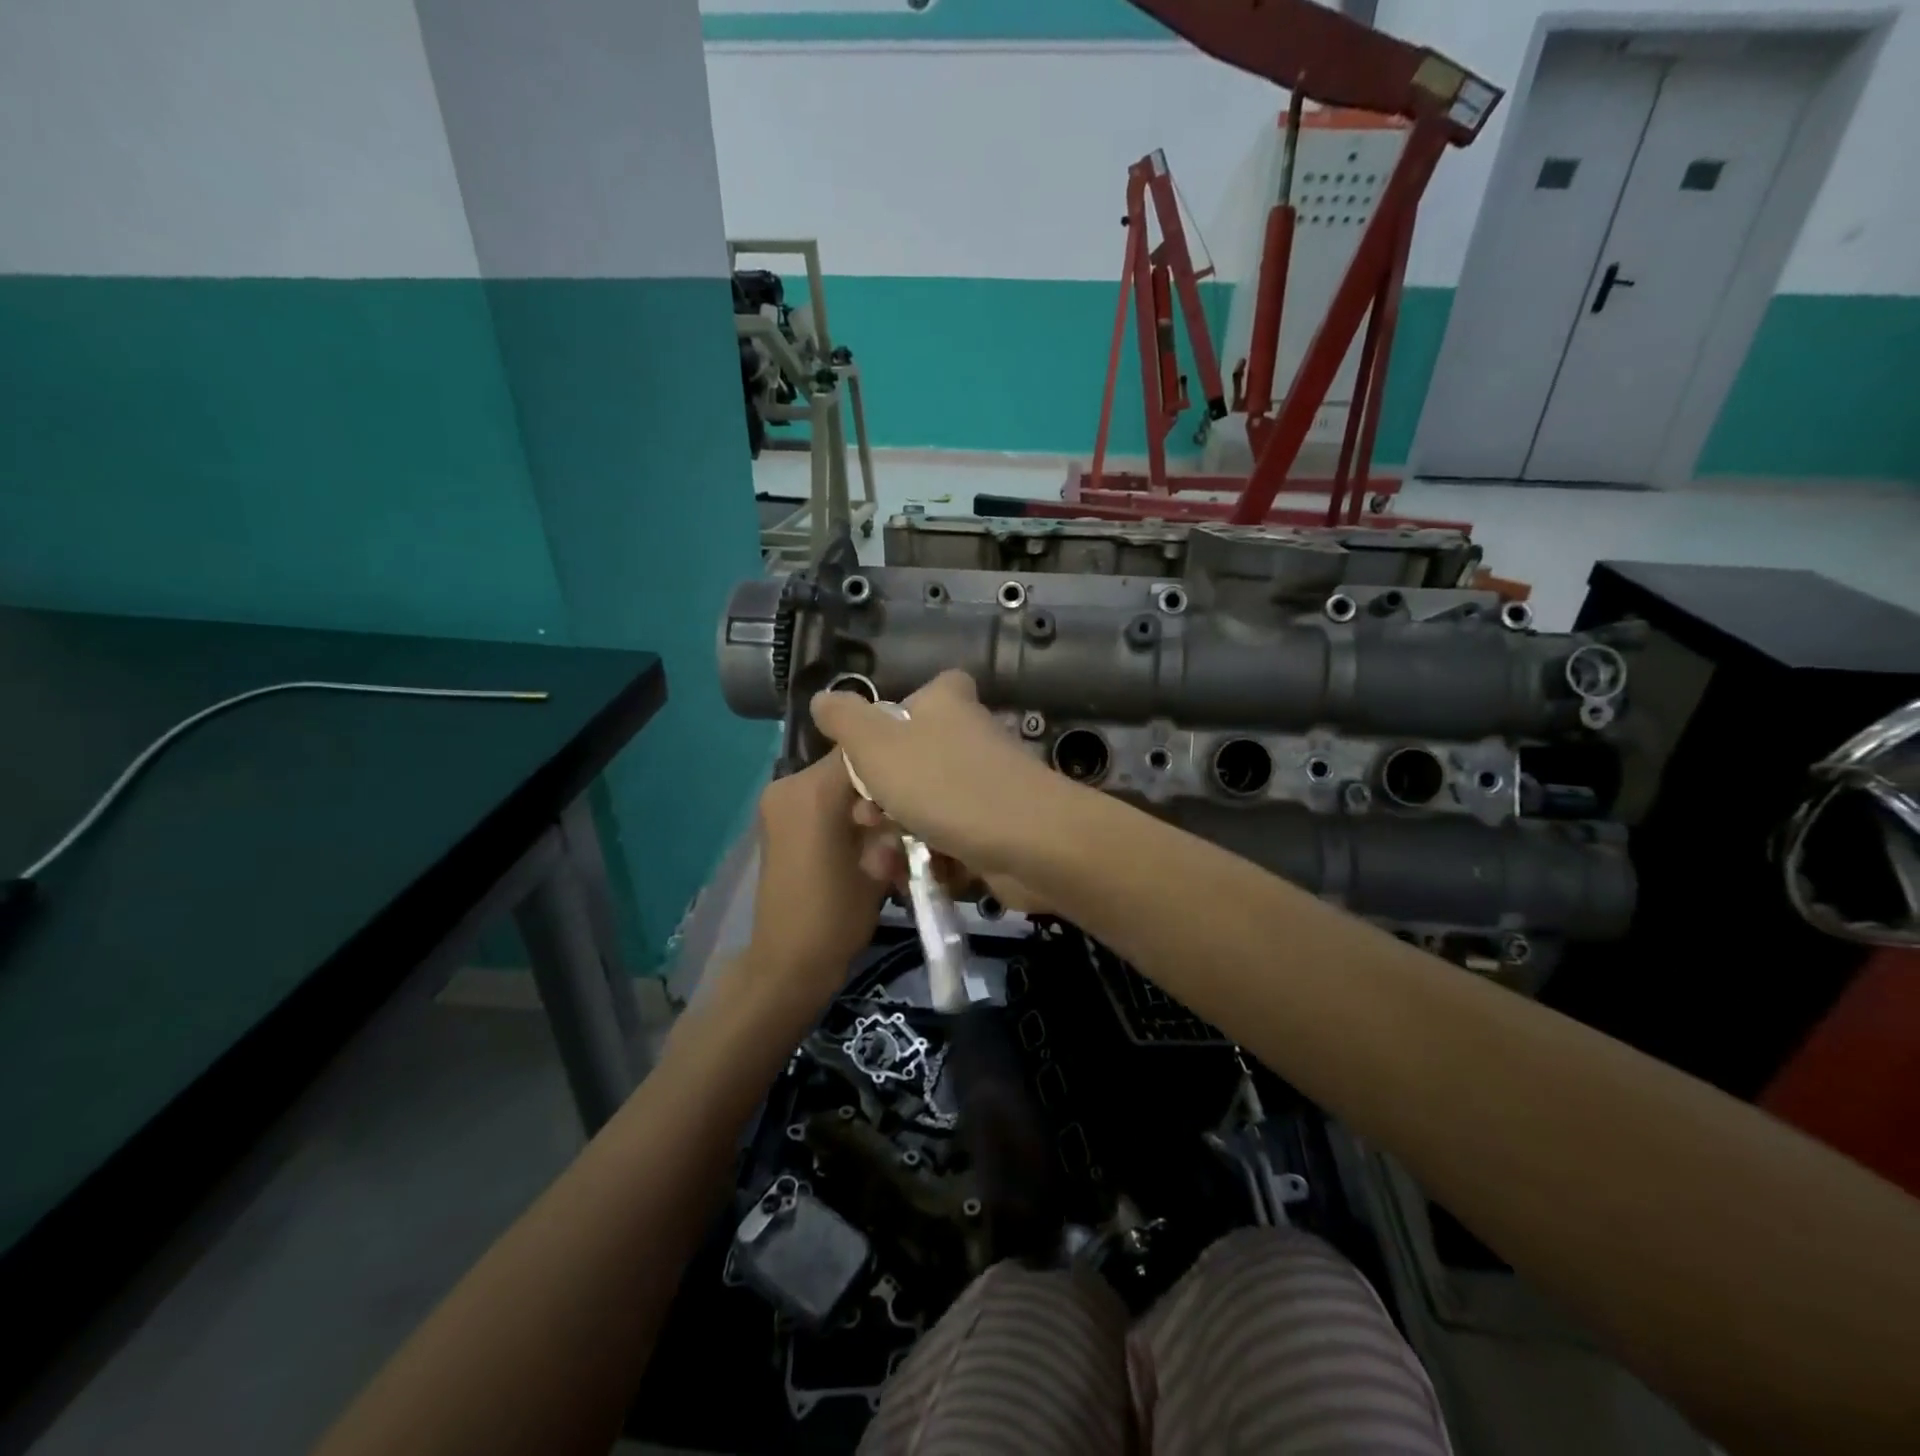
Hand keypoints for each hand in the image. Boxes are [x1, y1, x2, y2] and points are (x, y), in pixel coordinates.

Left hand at [743, 751, 887, 1009]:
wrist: (787, 961)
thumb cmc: (837, 916)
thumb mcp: (879, 864)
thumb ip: (891, 821)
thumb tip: (906, 796)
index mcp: (813, 791)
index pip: (863, 746)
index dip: (895, 758)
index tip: (920, 778)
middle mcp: (789, 785)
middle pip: (847, 762)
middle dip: (878, 779)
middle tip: (907, 807)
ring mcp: (778, 801)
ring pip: (833, 779)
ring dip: (861, 795)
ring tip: (888, 824)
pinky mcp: (776, 818)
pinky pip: (818, 796)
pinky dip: (841, 807)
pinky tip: (864, 833)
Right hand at [809, 670, 1073, 876]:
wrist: (1029, 842)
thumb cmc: (943, 783)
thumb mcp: (876, 744)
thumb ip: (844, 719)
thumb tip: (823, 698)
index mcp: (945, 704)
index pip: (912, 698)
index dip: (882, 727)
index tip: (863, 758)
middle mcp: (967, 737)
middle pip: (907, 762)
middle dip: (877, 799)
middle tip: (865, 820)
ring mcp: (984, 785)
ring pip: (923, 806)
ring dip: (894, 836)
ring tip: (882, 862)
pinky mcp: (993, 827)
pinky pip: (947, 838)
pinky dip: (927, 857)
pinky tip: (908, 877)